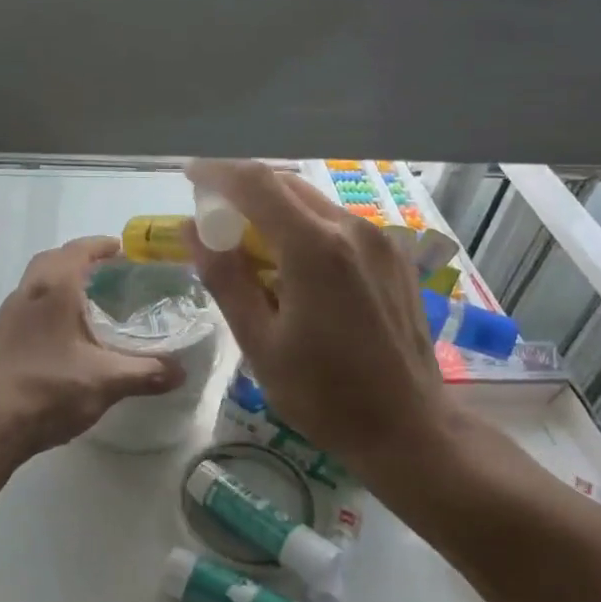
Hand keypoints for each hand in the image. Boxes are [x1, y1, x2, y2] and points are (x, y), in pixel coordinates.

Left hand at [0, 236, 185, 458]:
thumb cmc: (49, 390)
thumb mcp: (106, 381)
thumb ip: (146, 372)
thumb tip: (181, 372)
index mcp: (53, 289)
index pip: (78, 251)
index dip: (101, 246)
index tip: (123, 250)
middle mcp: (27, 293)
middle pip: (53, 260)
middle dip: (80, 259)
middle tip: (108, 272)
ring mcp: (9, 315)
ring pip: (37, 282)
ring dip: (61, 280)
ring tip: (89, 300)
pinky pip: (28, 305)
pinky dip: (48, 304)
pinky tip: (64, 332)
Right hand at [186, 160, 454, 477]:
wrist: (410, 429)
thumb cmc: (324, 395)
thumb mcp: (260, 343)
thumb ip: (225, 278)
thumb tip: (192, 230)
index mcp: (315, 248)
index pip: (256, 183)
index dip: (217, 172)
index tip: (190, 174)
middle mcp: (353, 228)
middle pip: (286, 186)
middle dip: (244, 192)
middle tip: (214, 220)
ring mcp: (381, 240)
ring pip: (314, 203)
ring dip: (275, 211)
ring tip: (252, 248)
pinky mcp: (395, 257)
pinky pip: (339, 225)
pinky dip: (306, 229)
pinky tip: (296, 267)